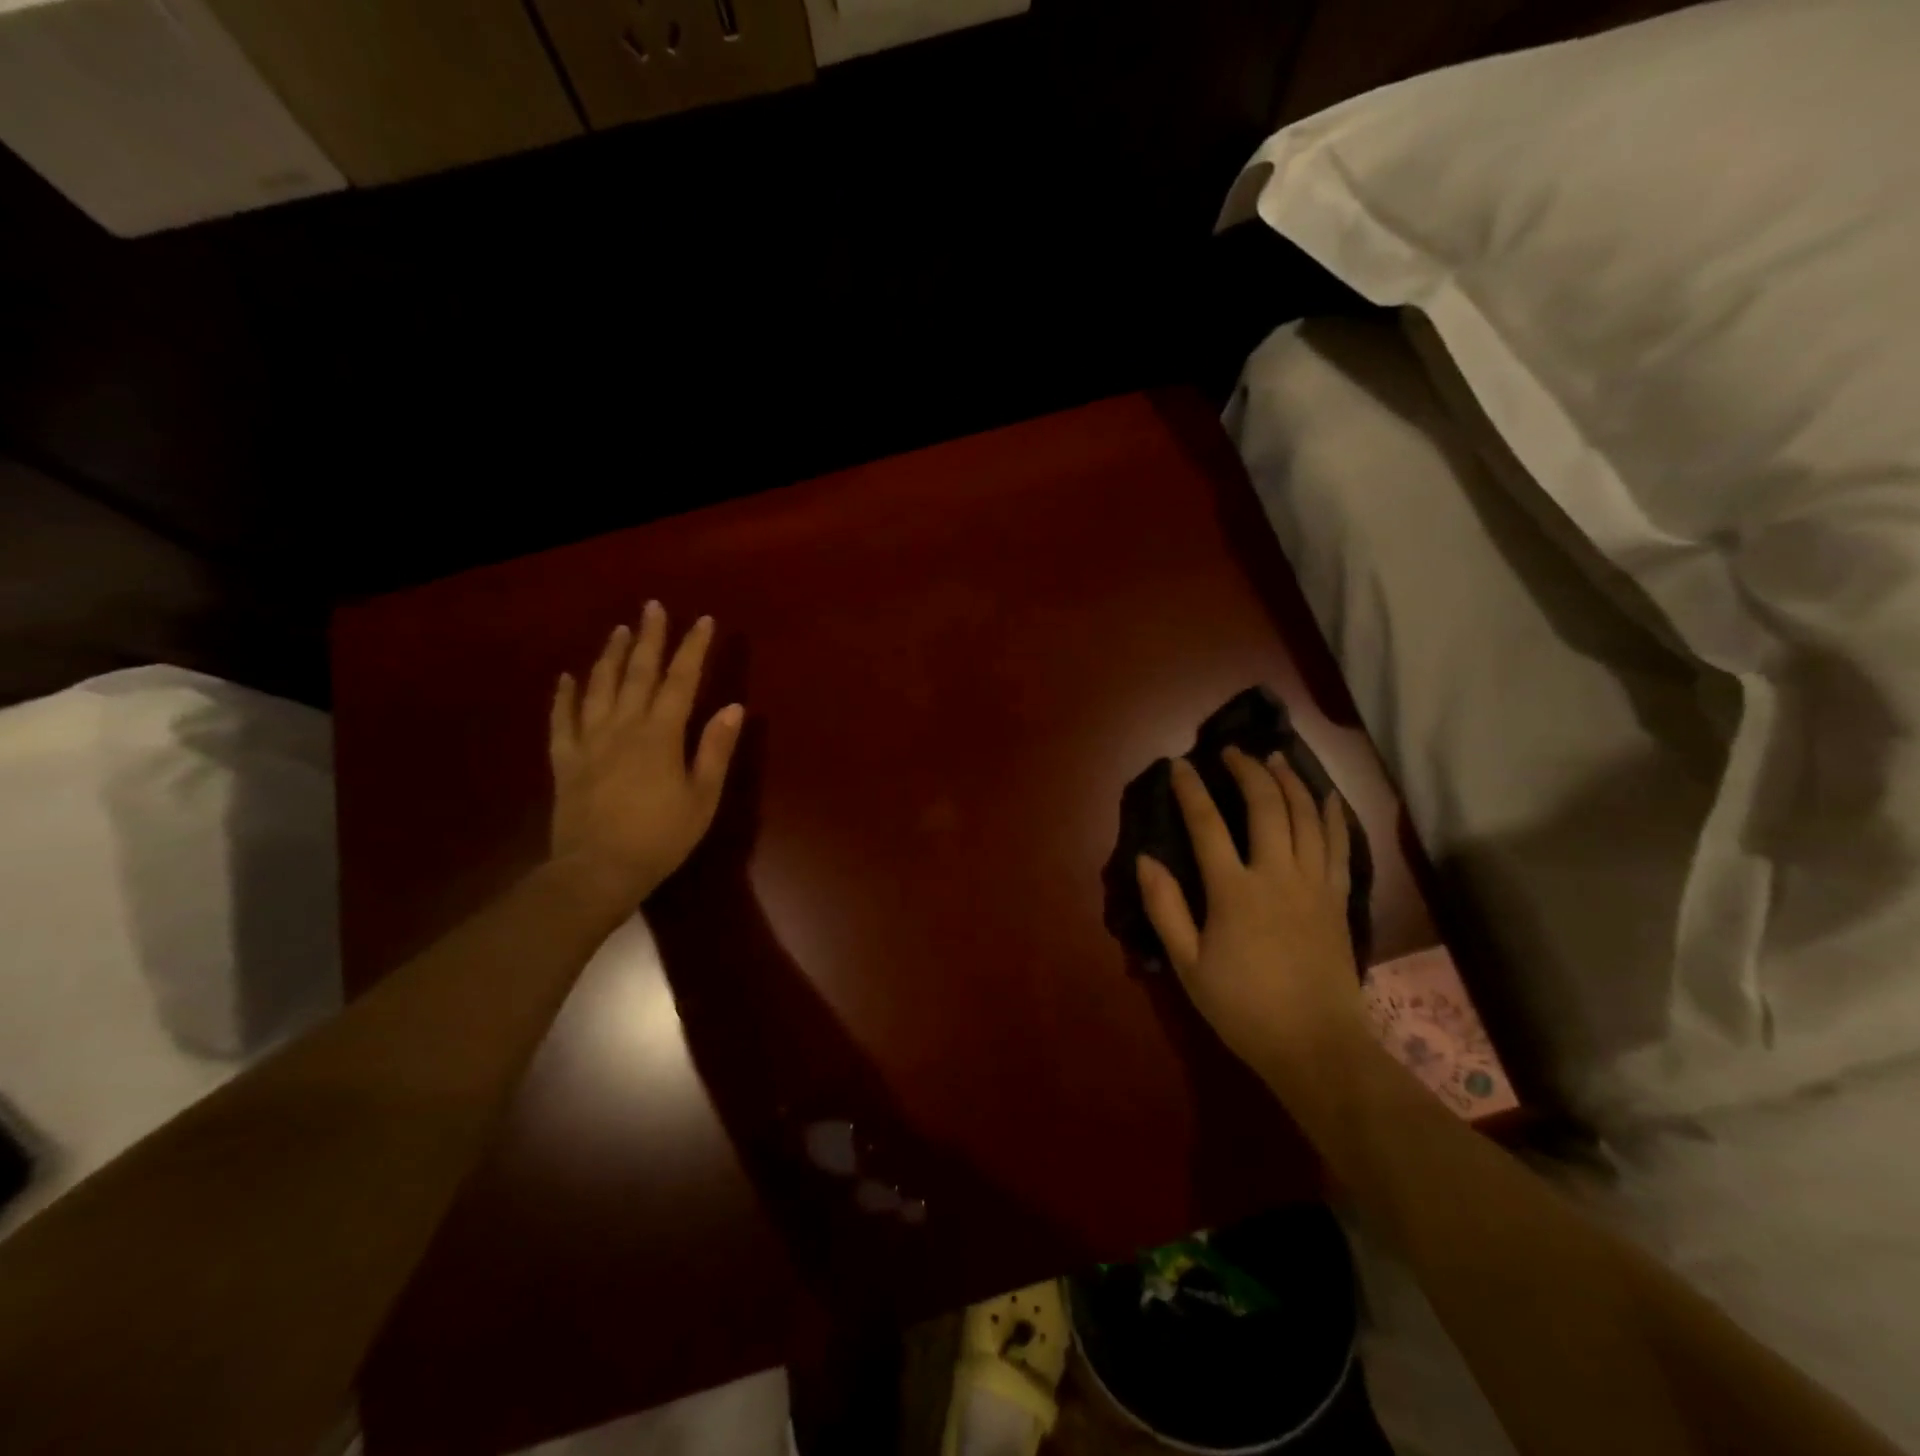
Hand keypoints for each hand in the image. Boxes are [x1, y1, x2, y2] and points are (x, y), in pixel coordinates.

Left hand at [548, 603, 743, 907]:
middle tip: (652, 607)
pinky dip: (564, 696)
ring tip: (618, 630)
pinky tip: (567, 678)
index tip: (703, 620)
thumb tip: (733, 707)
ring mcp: (590, 741)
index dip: (693, 648)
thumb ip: (715, 750)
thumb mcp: (702, 798)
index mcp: (661, 735)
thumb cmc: (661, 837)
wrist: (598, 870)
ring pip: (599, 688)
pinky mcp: (565, 760)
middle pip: (637, 673)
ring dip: (609, 656)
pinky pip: (562, 720)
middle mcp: (623, 727)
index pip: (681, 681)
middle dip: (648, 637)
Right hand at [1136, 749, 1368, 1082]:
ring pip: (1307, 816)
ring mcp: (1314, 884)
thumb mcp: (1188, 965)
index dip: (1191, 790)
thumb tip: (1145, 859)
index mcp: (1234, 891)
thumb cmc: (1243, 1008)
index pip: (1207, 825)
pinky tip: (1326, 796)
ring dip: (1290, 781)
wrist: (1316, 1046)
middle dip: (1248, 770)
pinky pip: (1339, 845)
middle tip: (1232, 751)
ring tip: (1276, 758)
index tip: (1180, 765)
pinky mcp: (1339, 899)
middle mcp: (1277, 875)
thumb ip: (1165, 908)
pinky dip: (1332, 815)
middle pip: (1266, 806)